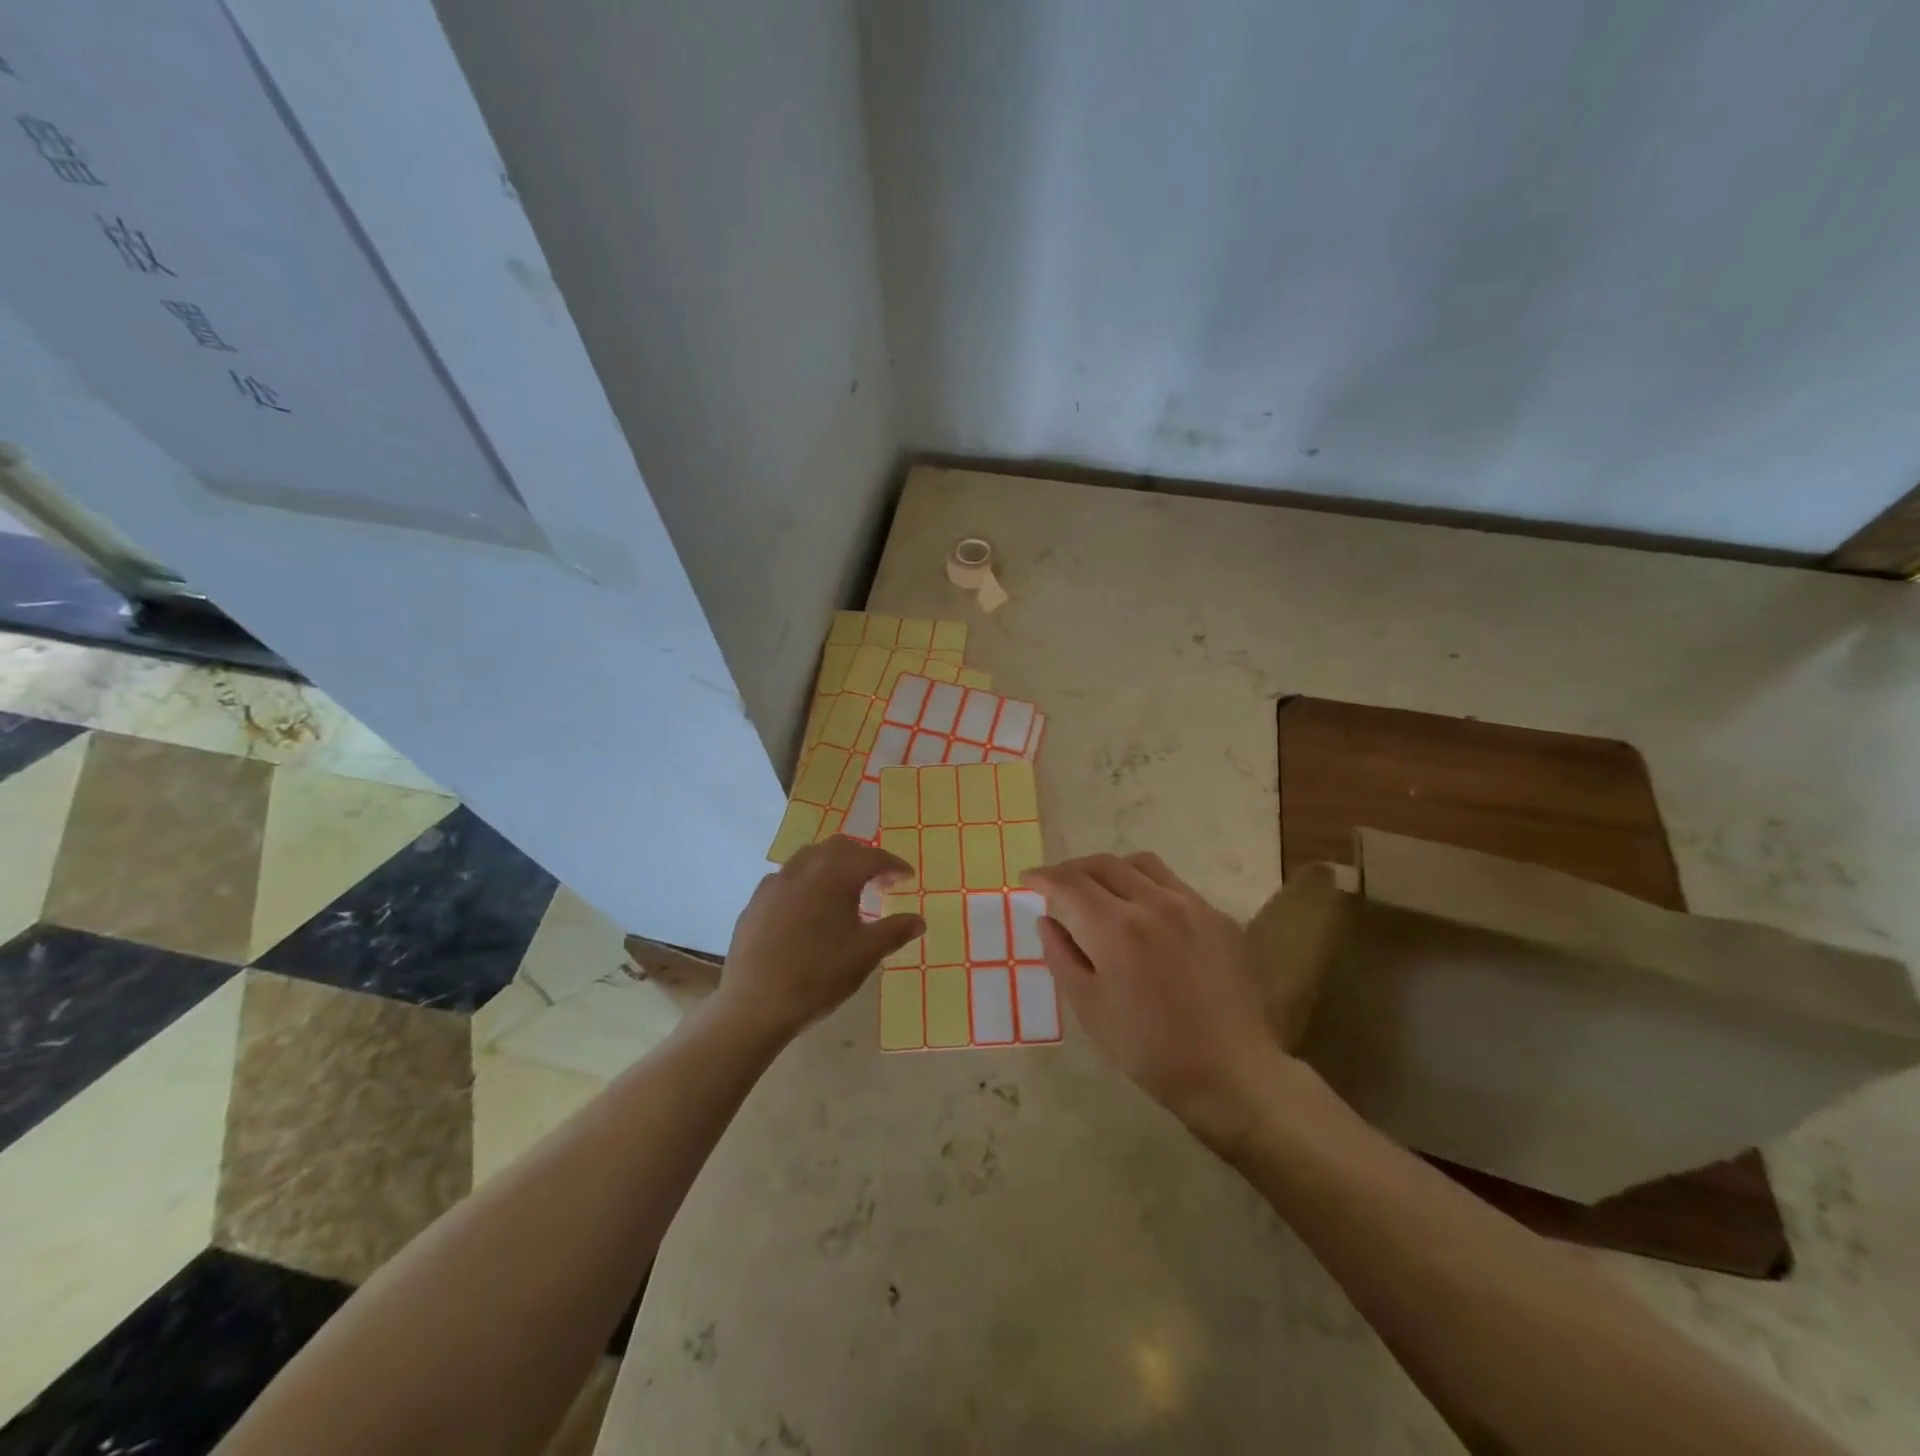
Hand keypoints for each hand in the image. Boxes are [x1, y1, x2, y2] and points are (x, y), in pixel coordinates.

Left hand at [715, 837, 923, 1041]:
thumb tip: (919, 921)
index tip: (907, 877)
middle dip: (863, 857)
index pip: (872, 857)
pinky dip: (806, 881)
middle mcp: (804, 869)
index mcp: (835, 876)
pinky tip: (808, 907)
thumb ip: (895, 932)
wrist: (755, 1004)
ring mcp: (775, 883)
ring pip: (809, 857)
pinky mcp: (756, 901)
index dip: (893, 865)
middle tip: (879, 881)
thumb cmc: (819, 976)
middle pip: (840, 847)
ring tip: (844, 890)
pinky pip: (787, 878)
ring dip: (833, 864)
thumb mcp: (865, 955)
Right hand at [1024, 852, 1285, 1149]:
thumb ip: (1061, 956)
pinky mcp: (1219, 917)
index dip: (1044, 877)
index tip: (1029, 879)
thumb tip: (1047, 920)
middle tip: (1058, 885)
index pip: (1070, 883)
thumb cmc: (1149, 1049)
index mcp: (1117, 928)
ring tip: (1100, 890)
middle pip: (1104, 864)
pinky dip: (1147, 887)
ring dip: (1111, 869)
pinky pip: (1175, 885)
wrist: (1231, 1073)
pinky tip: (1145, 915)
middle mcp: (1155, 903)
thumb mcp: (1089, 1009)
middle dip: (1073, 869)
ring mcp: (1193, 905)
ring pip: (1142, 864)